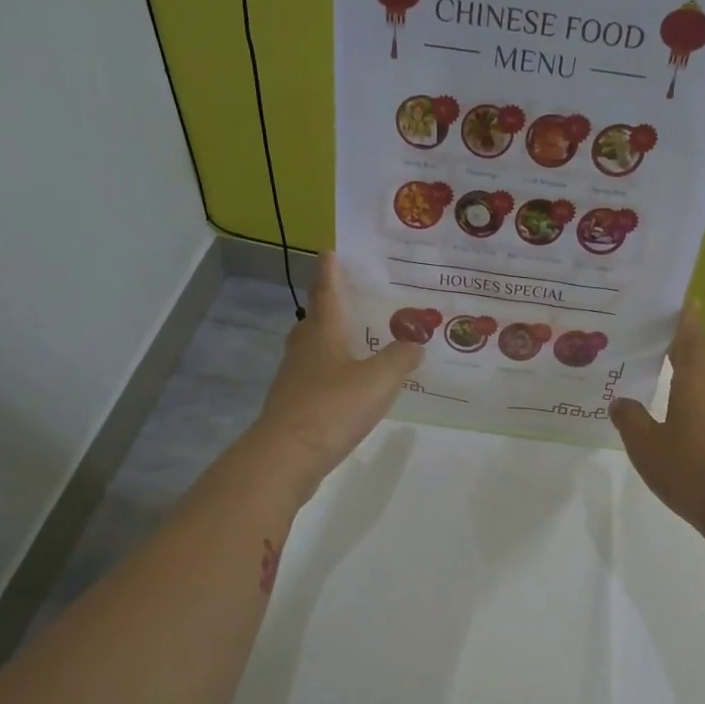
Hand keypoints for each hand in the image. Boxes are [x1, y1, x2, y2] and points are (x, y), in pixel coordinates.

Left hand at [250, 253, 419, 502]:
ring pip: (315, 350)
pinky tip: (350, 386)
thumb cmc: (334, 406)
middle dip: (333, 306)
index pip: (327, 290)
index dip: (330, 269)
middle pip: (317, 319)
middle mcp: (305, 348)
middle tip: (356, 300)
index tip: (331, 250)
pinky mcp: (295, 405)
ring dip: (333, 342)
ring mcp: (295, 377)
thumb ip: (401, 359)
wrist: (289, 454)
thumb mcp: (379, 379)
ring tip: (359, 343)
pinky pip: (317, 379)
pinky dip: (334, 374)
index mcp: (323, 331)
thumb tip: (415, 343)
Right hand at [610, 302, 704, 542]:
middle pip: (699, 370)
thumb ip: (631, 422)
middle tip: (650, 357)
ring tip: (659, 408)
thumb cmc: (693, 472)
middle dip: (678, 361)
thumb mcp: (647, 448)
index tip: (685, 300)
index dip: (687, 320)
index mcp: (696, 386)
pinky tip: (684, 447)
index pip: (692, 342)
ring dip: (686, 398)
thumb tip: (621, 401)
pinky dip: (698, 425)